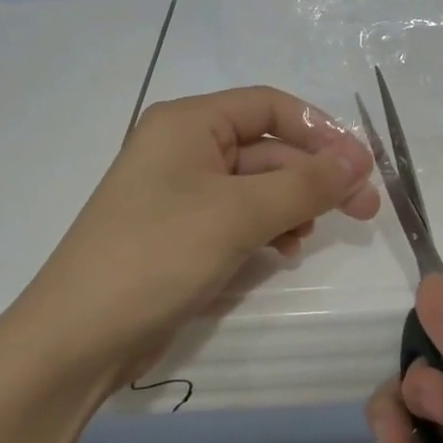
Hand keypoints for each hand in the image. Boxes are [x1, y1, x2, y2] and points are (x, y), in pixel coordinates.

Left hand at [10, 87, 380, 389]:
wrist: (79, 336)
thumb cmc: (157, 255)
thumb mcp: (238, 215)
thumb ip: (304, 184)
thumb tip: (359, 159)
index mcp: (188, 122)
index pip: (269, 106)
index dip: (320, 130)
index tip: (362, 166)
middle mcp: (183, 147)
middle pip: (266, 148)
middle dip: (313, 176)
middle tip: (363, 210)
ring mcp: (179, 192)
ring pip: (255, 186)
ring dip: (291, 206)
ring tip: (307, 238)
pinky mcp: (180, 232)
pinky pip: (237, 217)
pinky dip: (265, 229)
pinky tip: (281, 253)